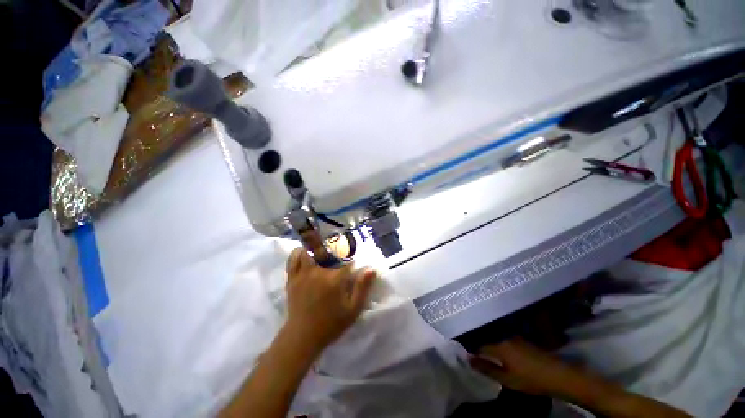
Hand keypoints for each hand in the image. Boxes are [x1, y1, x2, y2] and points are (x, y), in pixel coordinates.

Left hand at [284, 248, 375, 353]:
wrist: (302, 337)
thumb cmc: (331, 324)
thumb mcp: (353, 310)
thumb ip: (363, 288)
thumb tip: (371, 269)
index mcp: (334, 279)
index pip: (345, 258)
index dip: (351, 255)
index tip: (353, 256)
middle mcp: (318, 272)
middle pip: (324, 249)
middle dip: (331, 246)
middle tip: (336, 249)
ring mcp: (302, 274)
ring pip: (307, 251)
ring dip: (314, 247)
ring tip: (321, 250)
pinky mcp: (292, 279)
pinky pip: (293, 259)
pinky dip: (299, 253)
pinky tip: (305, 254)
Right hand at [469, 338, 581, 397]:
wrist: (558, 375)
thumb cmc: (530, 379)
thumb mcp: (506, 379)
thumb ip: (486, 368)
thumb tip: (468, 359)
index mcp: (498, 345)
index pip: (479, 346)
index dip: (472, 351)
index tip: (468, 356)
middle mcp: (504, 337)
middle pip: (487, 340)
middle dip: (481, 347)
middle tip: (476, 356)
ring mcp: (514, 337)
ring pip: (497, 339)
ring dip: (491, 345)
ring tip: (488, 355)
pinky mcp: (523, 340)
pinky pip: (505, 340)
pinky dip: (501, 345)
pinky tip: (503, 354)